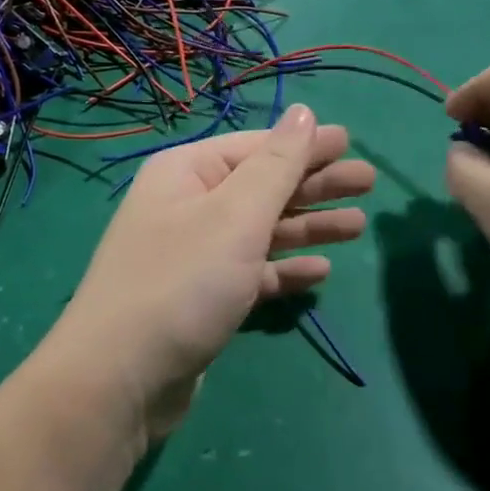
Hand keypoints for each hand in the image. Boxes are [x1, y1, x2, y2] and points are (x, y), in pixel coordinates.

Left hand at [49, 104, 373, 441]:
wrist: (120, 379)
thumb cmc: (183, 282)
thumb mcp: (235, 215)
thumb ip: (276, 164)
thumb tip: (302, 111)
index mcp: (187, 173)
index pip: (256, 147)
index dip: (305, 144)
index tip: (352, 142)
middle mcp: (188, 206)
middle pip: (262, 187)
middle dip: (314, 184)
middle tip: (369, 183)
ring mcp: (193, 254)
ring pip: (260, 230)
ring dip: (307, 226)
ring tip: (357, 226)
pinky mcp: (201, 298)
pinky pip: (251, 272)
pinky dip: (283, 268)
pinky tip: (319, 271)